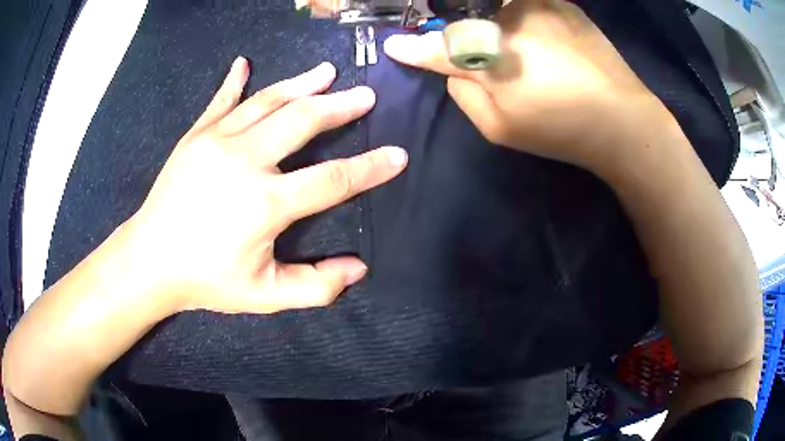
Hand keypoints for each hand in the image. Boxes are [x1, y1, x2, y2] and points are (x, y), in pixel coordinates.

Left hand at [122, 58, 407, 313]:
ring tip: (327, 72)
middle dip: (340, 106)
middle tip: (366, 95)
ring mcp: (216, 141)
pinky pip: (220, 101)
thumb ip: (315, 286)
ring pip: (267, 101)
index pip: (332, 179)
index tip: (398, 155)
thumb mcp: (264, 296)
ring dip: (301, 83)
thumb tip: (358, 269)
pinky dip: (233, 80)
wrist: (149, 261)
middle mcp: (245, 160)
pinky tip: (243, 62)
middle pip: (303, 121)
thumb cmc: (206, 281)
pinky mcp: (195, 136)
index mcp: (265, 202)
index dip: (370, 168)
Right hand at [384, 0, 672, 175]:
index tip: (395, 45)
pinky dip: (526, 19)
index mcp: (492, 55)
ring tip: (530, 56)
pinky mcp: (561, 3)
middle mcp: (508, 19)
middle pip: (469, 22)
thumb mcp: (500, 127)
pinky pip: (527, 5)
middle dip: (468, 39)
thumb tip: (450, 68)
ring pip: (498, 10)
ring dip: (500, 26)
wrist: (622, 120)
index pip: (440, 48)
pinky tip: (548, 42)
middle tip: (493, 61)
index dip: (415, 48)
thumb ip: (464, 95)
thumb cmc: (560, 130)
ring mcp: (537, 5)